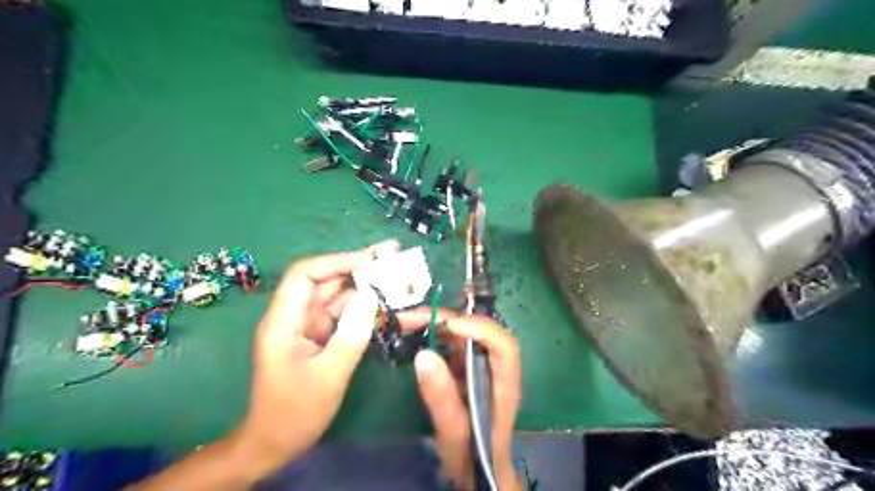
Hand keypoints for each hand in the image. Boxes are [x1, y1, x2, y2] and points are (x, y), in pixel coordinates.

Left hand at [233, 239, 396, 471]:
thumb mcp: (328, 375)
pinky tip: (388, 300)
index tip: (371, 260)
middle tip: (393, 253)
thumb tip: (371, 297)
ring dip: (367, 283)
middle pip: (326, 279)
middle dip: (359, 265)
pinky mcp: (321, 335)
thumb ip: (351, 335)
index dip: (338, 261)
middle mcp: (296, 315)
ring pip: (339, 294)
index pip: (306, 275)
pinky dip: (366, 306)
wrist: (275, 442)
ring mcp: (309, 324)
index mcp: (285, 320)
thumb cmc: (295, 412)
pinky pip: (345, 313)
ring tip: (397, 271)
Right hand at [401, 313, 517, 488]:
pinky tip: (415, 332)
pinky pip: (452, 341)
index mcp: (504, 381)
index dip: (479, 329)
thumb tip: (423, 354)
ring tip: (408, 322)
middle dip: (448, 319)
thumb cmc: (471, 452)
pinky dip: (434, 332)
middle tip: (412, 318)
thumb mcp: (454, 429)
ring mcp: (480, 362)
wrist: (475, 466)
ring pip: (464, 331)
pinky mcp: (466, 365)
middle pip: (479, 330)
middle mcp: (494, 364)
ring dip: (438, 322)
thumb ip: (442, 397)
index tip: (448, 326)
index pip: (502, 345)